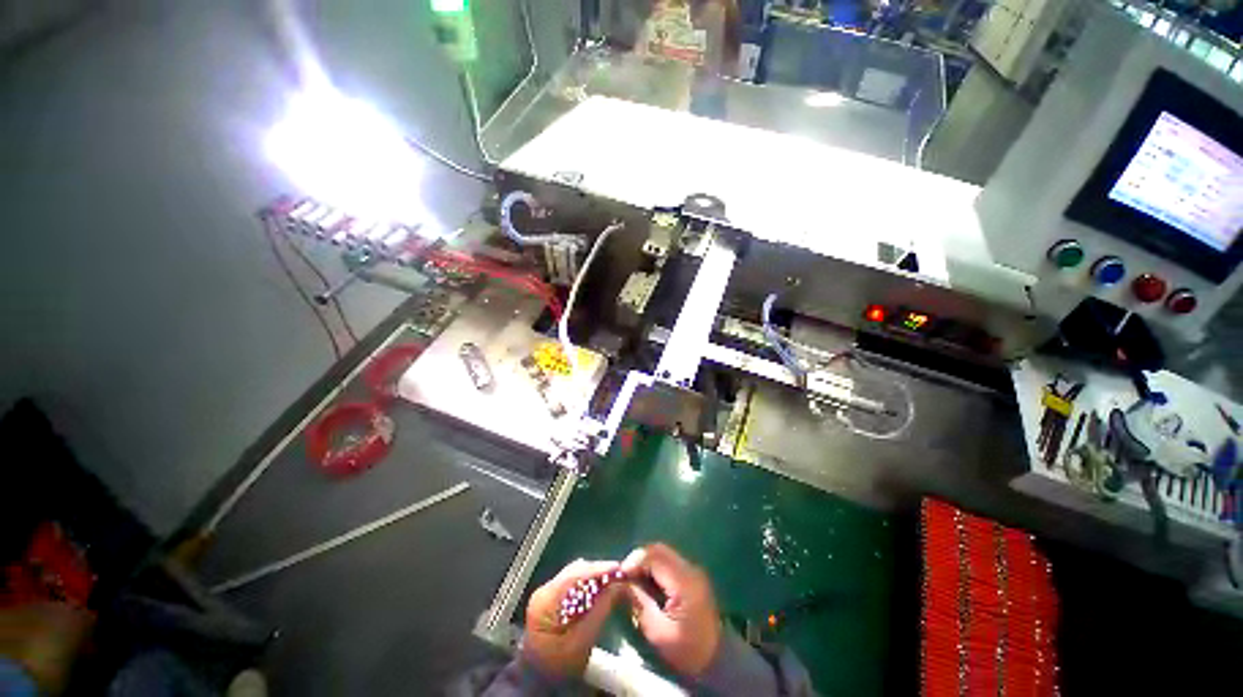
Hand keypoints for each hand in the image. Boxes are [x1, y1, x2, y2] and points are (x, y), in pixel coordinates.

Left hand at [523, 559, 624, 677]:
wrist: (540, 682)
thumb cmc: (559, 667)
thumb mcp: (581, 643)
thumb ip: (600, 611)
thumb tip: (619, 584)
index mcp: (545, 601)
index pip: (574, 575)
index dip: (598, 569)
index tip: (619, 568)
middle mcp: (544, 590)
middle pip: (575, 572)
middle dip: (598, 571)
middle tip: (620, 574)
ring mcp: (547, 593)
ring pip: (576, 575)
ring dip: (595, 576)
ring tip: (615, 579)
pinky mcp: (553, 599)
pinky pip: (574, 584)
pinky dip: (590, 585)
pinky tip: (602, 588)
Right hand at [622, 543, 720, 676]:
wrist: (716, 657)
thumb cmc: (686, 649)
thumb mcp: (657, 632)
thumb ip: (639, 602)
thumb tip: (621, 583)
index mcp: (683, 582)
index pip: (654, 557)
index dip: (634, 562)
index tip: (619, 576)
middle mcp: (689, 568)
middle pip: (658, 550)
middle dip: (638, 559)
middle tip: (624, 576)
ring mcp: (692, 569)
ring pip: (663, 553)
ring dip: (645, 561)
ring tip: (633, 579)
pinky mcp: (691, 574)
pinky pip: (668, 561)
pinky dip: (654, 566)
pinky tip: (646, 581)